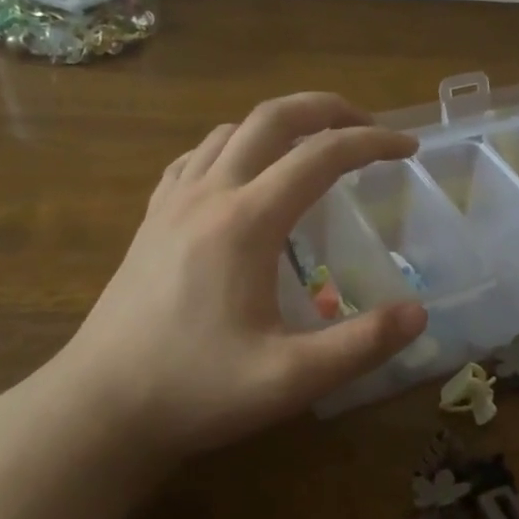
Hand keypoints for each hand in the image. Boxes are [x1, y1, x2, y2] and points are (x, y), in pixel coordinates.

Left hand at [29, 93, 426, 477]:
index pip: (321, 156)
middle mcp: (208, 195)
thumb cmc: (195, 390)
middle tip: (367, 126)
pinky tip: (242, 175)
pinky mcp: (151, 220)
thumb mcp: (290, 380)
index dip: (372, 143)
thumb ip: (361, 345)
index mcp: (246, 222)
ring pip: (231, 131)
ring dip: (280, 124)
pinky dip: (234, 146)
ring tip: (313, 147)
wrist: (99, 409)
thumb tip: (419, 313)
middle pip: (272, 118)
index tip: (408, 149)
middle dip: (327, 109)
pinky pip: (196, 158)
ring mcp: (172, 203)